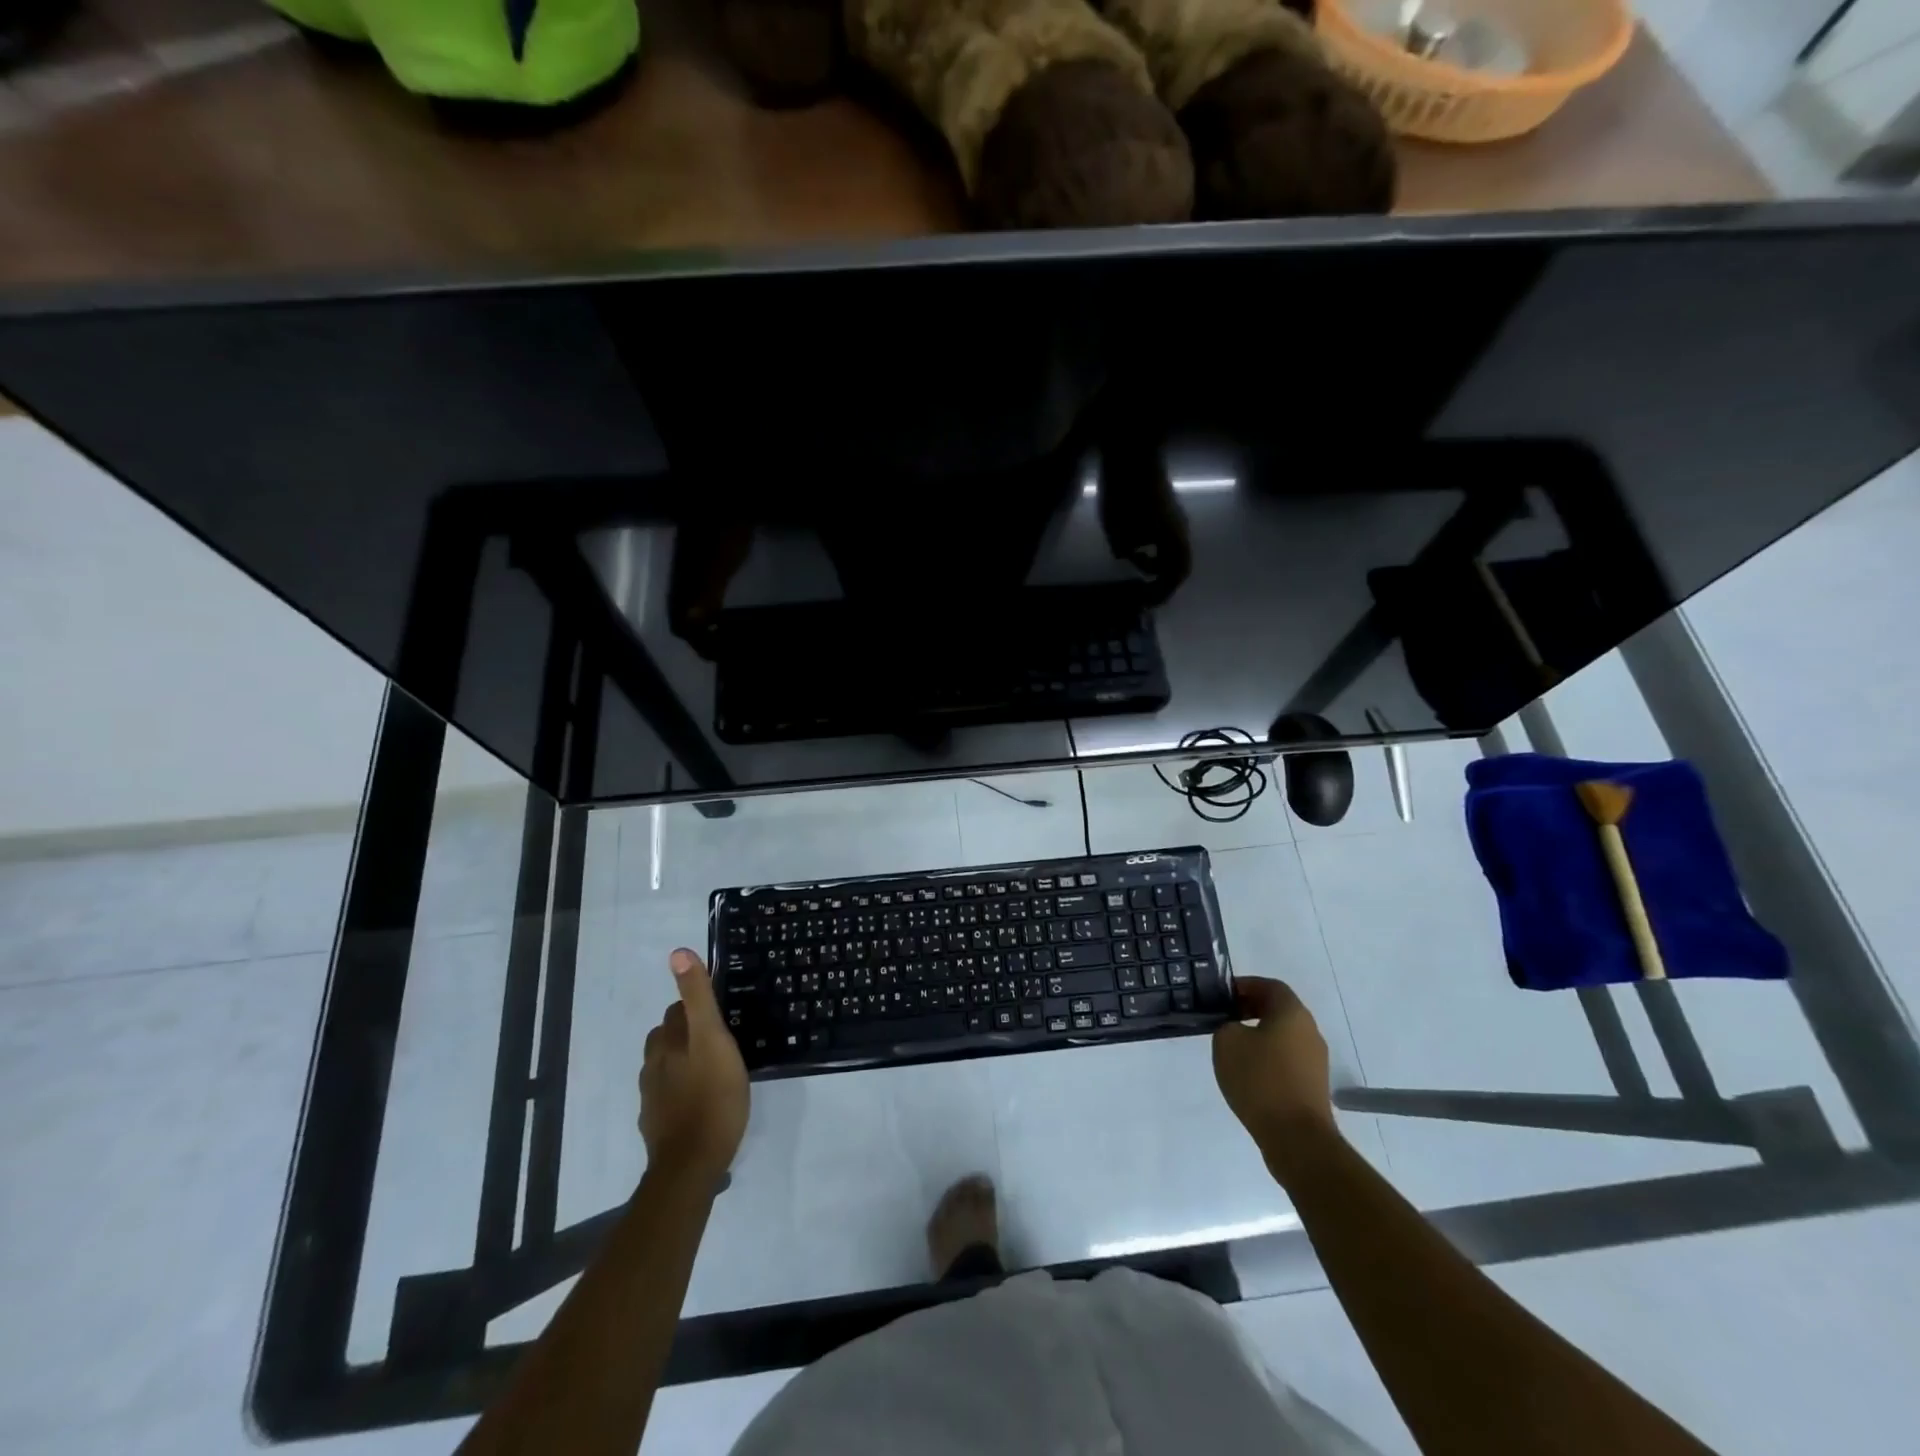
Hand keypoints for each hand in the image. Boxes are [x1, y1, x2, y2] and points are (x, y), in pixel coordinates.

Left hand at [638, 950, 748, 1182]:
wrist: (691, 1165)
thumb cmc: (713, 1097)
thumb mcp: (714, 1039)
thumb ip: (698, 997)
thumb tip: (678, 952)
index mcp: (668, 1043)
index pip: (677, 1010)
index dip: (696, 1006)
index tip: (720, 1011)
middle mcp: (654, 1065)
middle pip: (667, 1036)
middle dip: (688, 1031)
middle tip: (720, 1037)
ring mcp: (653, 1096)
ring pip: (666, 1065)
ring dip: (684, 1060)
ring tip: (712, 1066)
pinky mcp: (657, 1123)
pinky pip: (668, 1095)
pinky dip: (682, 1089)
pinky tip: (700, 1099)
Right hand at [1212, 977, 1338, 1180]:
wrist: (1297, 1137)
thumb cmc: (1260, 1079)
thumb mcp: (1226, 1041)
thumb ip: (1226, 1025)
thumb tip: (1235, 1029)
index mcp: (1292, 1012)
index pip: (1270, 985)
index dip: (1245, 986)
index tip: (1222, 996)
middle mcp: (1309, 1031)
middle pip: (1279, 1010)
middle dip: (1250, 1009)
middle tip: (1224, 1018)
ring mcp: (1315, 1060)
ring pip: (1283, 1035)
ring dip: (1259, 1035)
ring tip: (1233, 1048)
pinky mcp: (1313, 1085)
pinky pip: (1287, 1059)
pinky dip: (1268, 1058)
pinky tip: (1249, 1073)